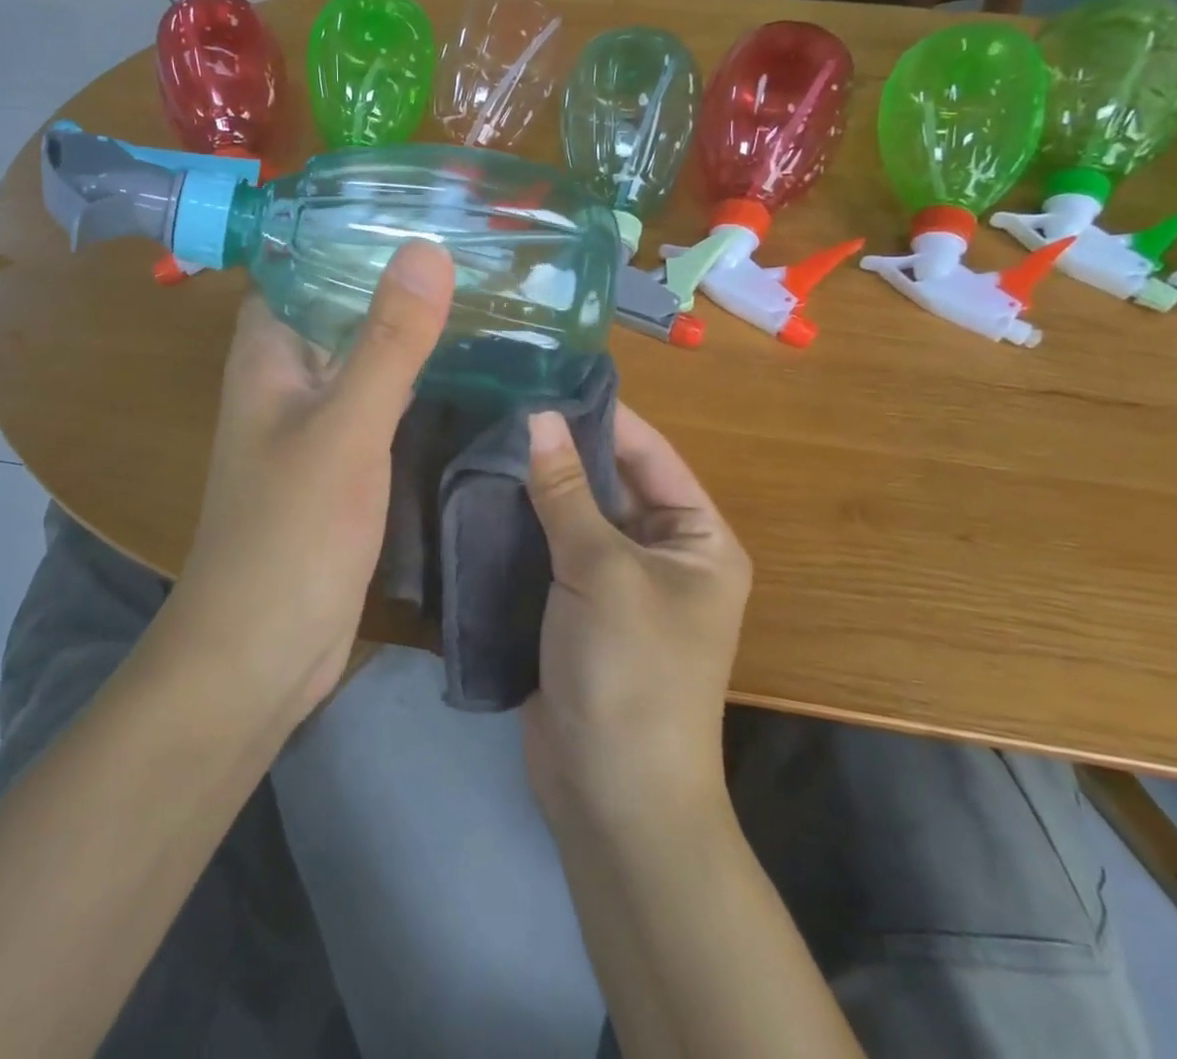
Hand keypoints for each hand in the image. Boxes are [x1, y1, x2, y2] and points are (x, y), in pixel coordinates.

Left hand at [165, 241, 453, 727]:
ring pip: (364, 353)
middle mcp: (286, 376)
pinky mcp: (341, 461)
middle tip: (473, 244)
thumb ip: (387, 342)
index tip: (421, 202)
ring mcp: (314, 420)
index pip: (301, 261)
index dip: (350, 227)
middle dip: (395, 274)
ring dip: (410, 326)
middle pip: (339, 303)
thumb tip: (427, 248)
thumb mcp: (345, 428)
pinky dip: (415, 378)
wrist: (261, 650)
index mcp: (268, 351)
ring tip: (483, 291)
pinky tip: (469, 367)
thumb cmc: (289, 533)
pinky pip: (380, 400)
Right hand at [521, 405, 752, 835]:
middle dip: (561, 450)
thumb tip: (538, 417)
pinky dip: (522, 525)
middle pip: (609, 483)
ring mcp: (616, 584)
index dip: (603, 417)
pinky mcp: (575, 609)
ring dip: (536, 486)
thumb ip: (567, 492)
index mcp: (697, 538)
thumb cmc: (630, 672)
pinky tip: (479, 492)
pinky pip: (550, 551)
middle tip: (502, 403)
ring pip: (574, 516)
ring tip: (482, 436)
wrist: (612, 798)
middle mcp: (662, 554)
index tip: (548, 378)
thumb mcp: (601, 571)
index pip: (650, 455)